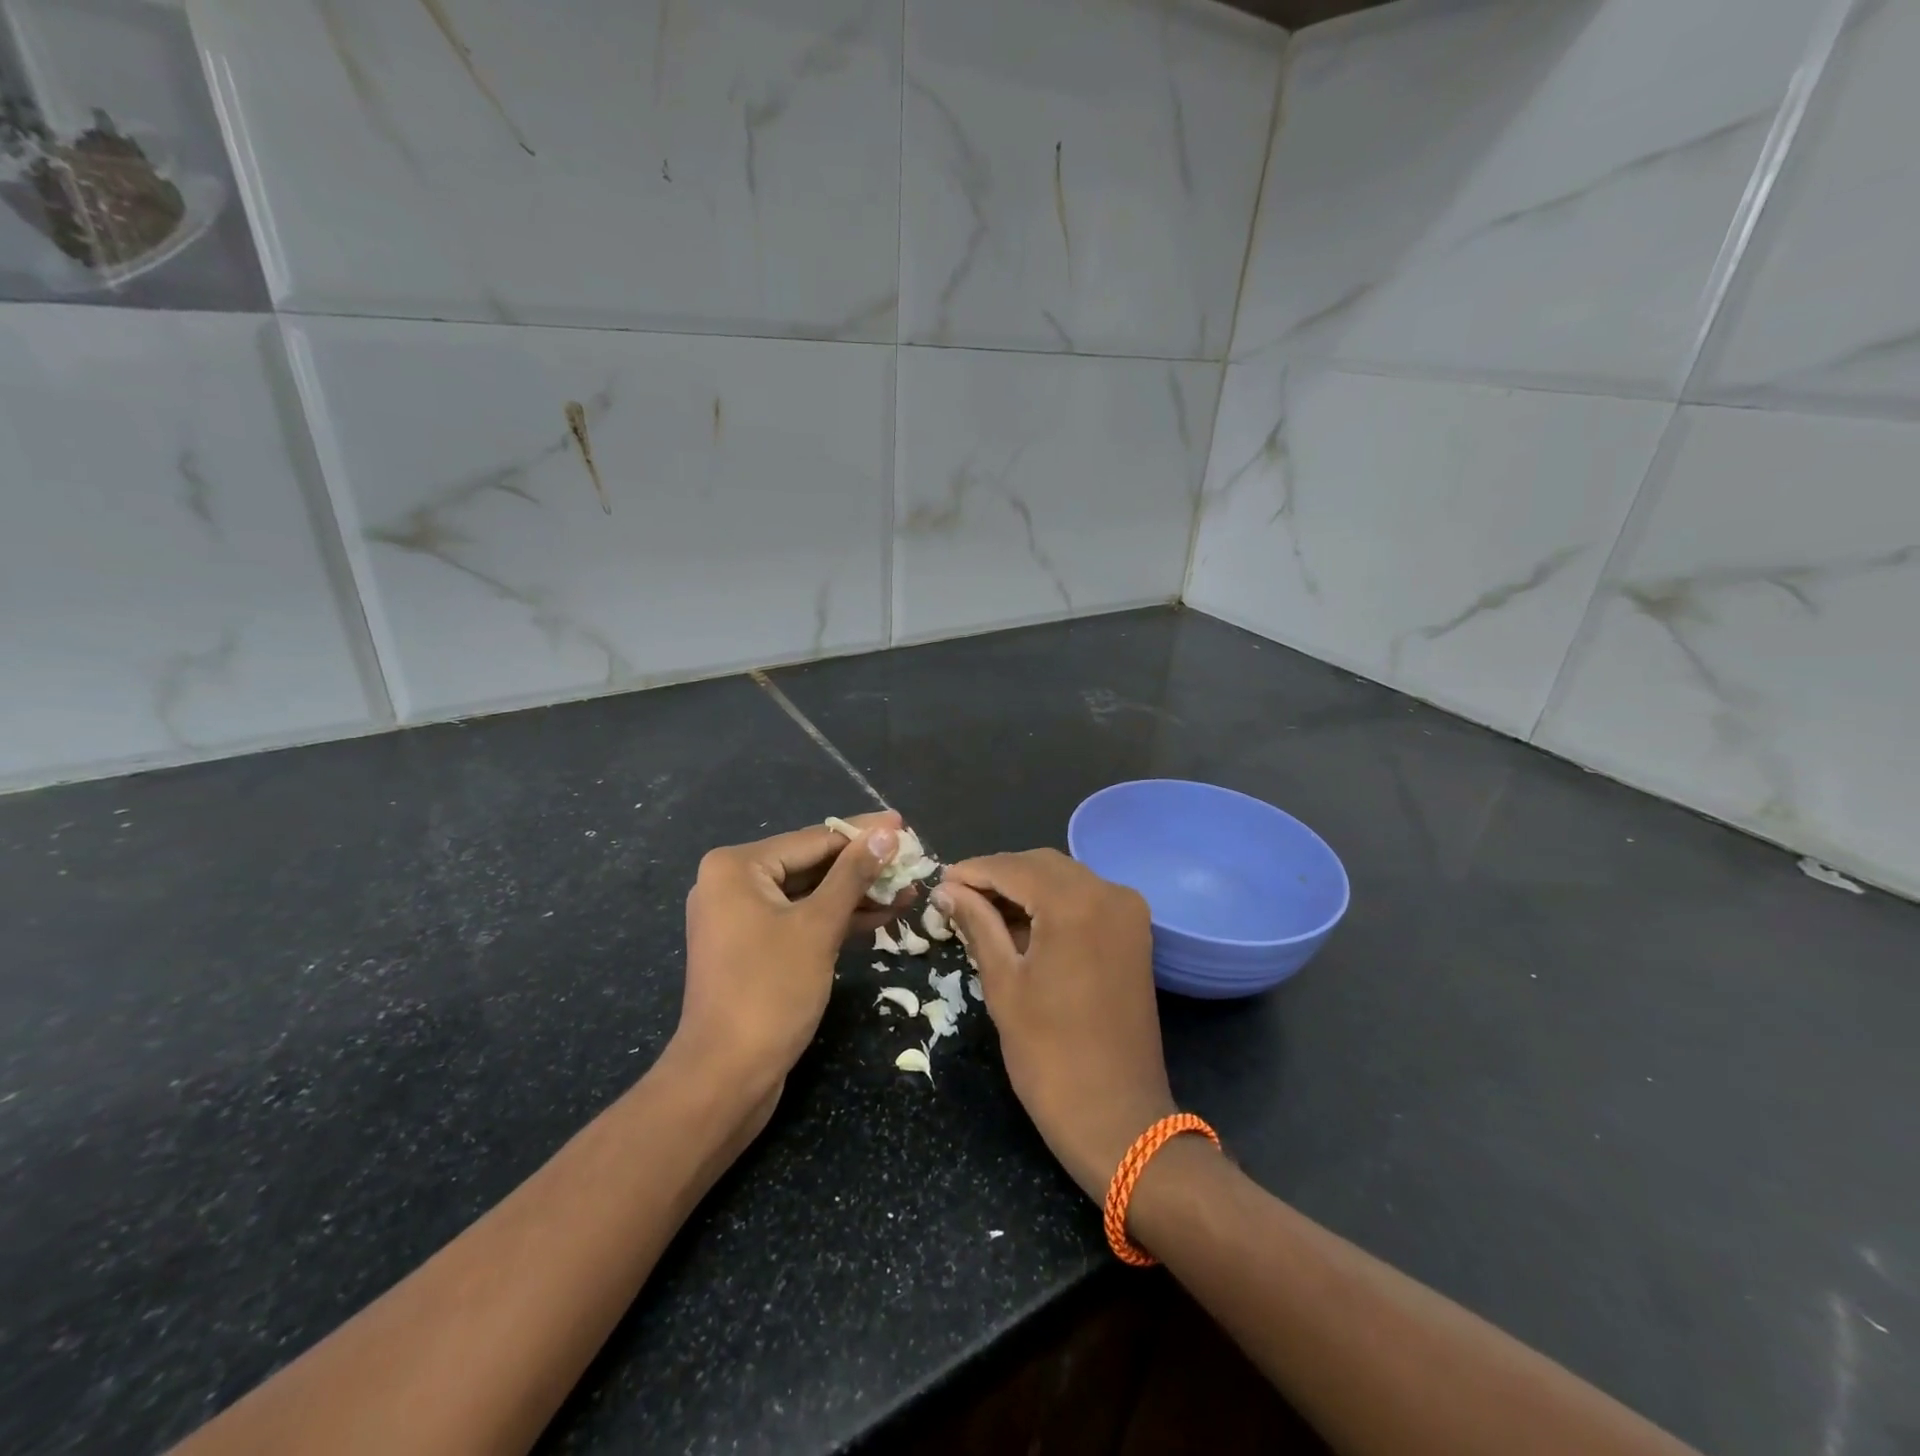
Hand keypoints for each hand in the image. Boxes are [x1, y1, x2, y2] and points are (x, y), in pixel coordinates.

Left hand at [677, 811, 905, 1101]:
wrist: (726, 1077)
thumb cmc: (770, 991)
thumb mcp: (819, 926)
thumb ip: (854, 874)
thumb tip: (887, 833)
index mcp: (737, 867)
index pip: (813, 839)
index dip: (863, 834)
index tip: (904, 825)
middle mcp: (733, 884)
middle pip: (812, 864)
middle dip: (864, 867)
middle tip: (912, 860)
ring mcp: (742, 918)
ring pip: (810, 894)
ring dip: (857, 894)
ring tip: (908, 889)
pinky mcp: (755, 948)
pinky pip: (802, 920)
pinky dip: (838, 919)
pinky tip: (882, 915)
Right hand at [933, 850, 1174, 1202]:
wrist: (1118, 1118)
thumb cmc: (1050, 1056)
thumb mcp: (1004, 984)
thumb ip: (977, 925)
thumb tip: (947, 890)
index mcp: (1076, 904)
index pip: (1014, 868)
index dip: (973, 871)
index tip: (940, 882)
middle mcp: (1109, 893)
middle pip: (1042, 865)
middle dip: (998, 876)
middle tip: (956, 897)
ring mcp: (1128, 913)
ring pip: (1064, 879)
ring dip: (1023, 888)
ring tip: (980, 911)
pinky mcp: (1134, 934)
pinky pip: (1085, 900)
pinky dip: (1051, 904)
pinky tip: (1019, 923)